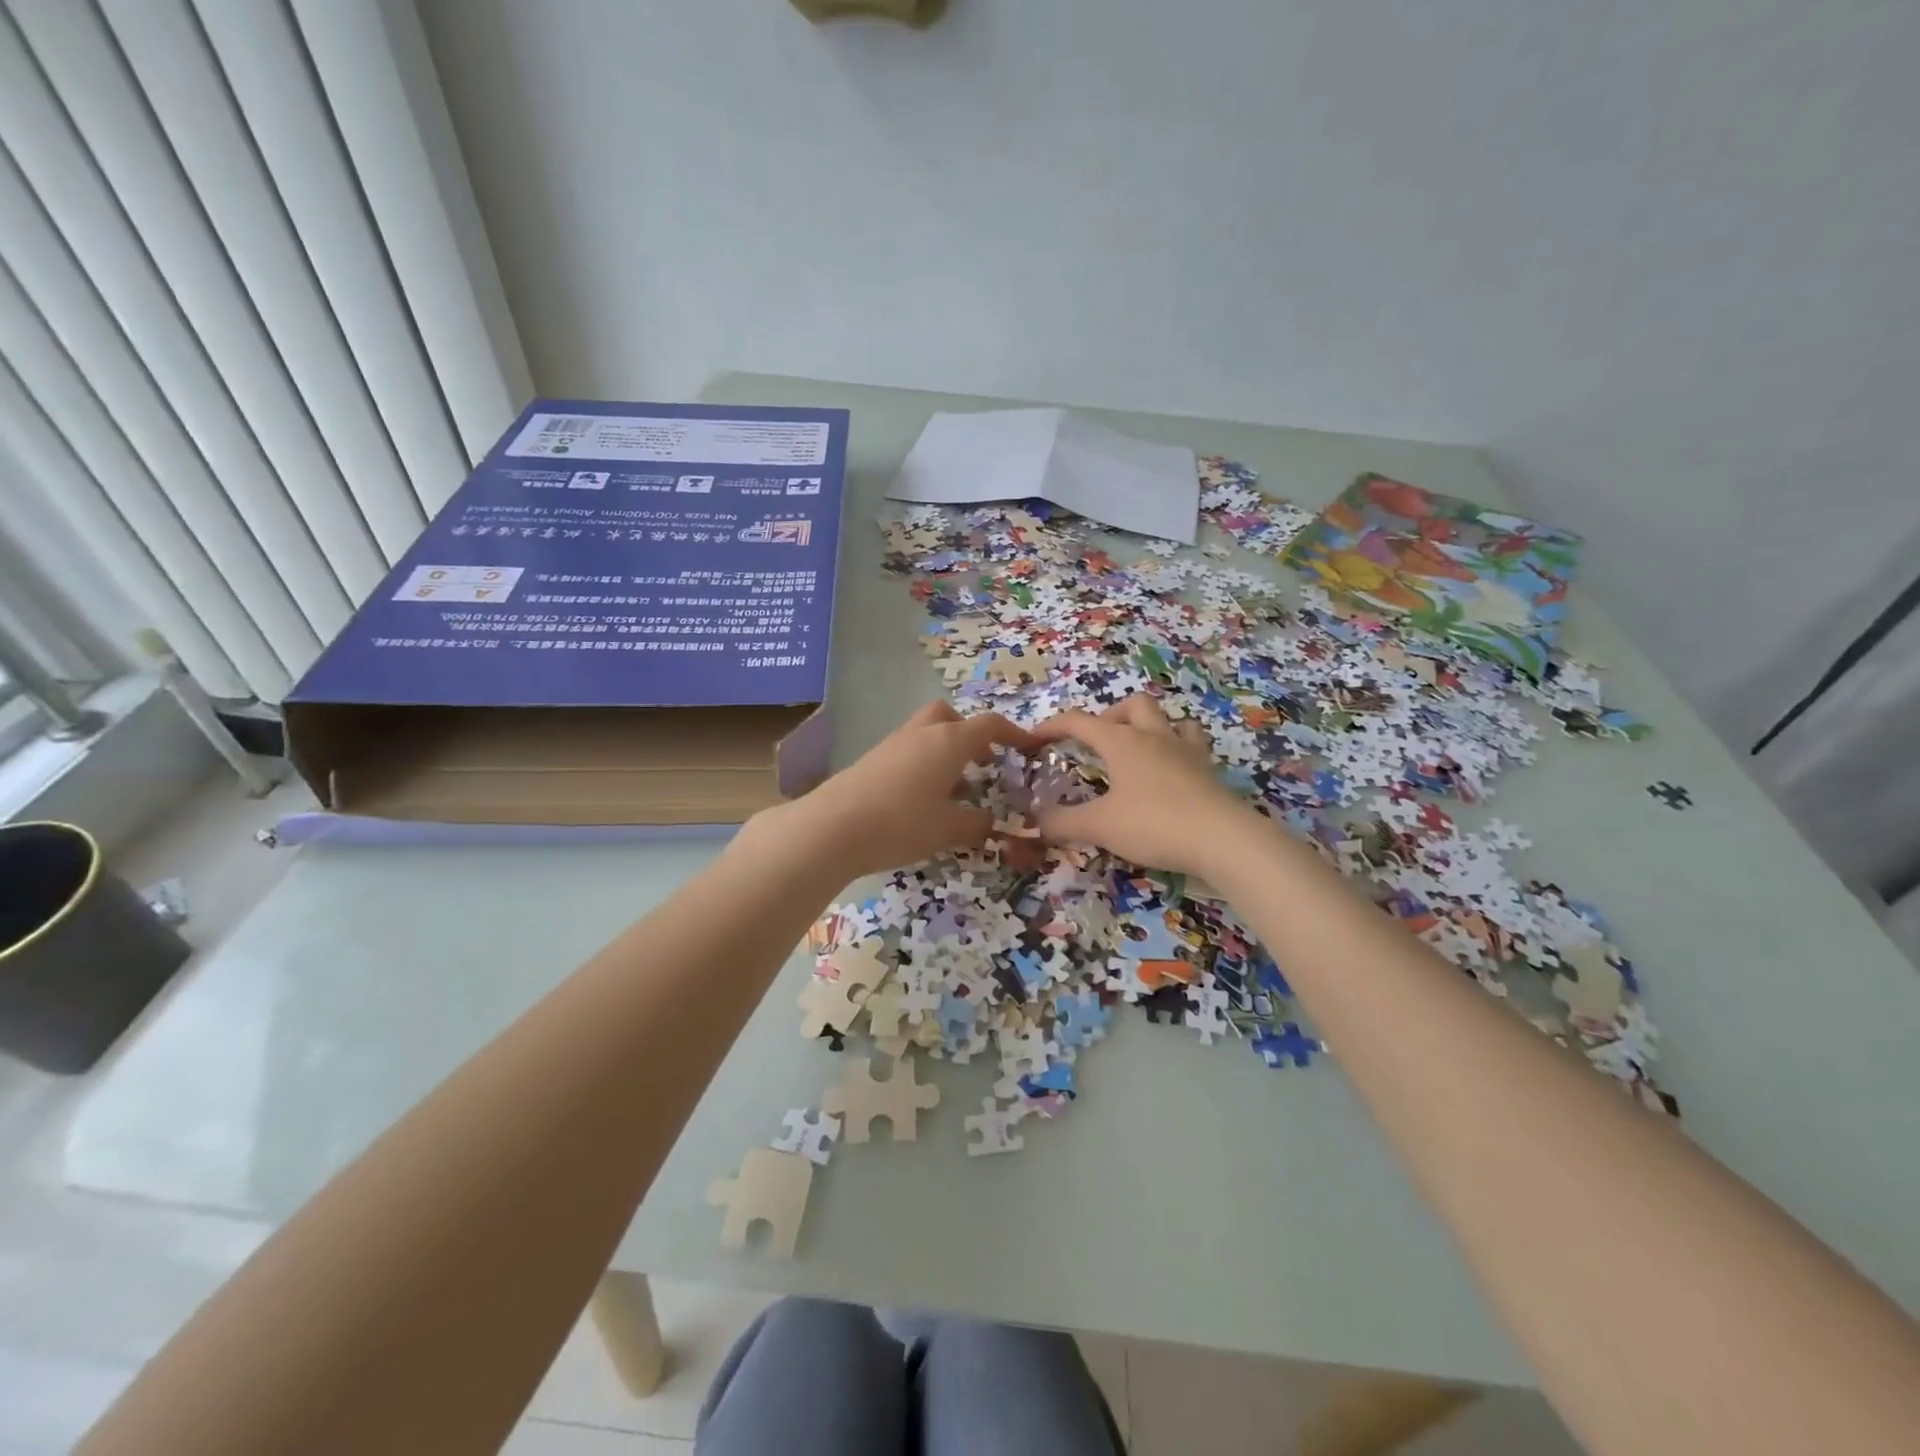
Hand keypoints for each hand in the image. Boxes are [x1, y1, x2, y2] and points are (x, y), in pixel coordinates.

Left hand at [770, 701, 1036, 878]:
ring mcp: (893, 744)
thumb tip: (990, 821)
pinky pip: (908, 751)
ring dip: (945, 750)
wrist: (833, 827)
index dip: (1013, 734)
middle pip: (950, 716)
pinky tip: (921, 799)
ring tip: (954, 788)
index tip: (1028, 748)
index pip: (989, 725)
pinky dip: (923, 764)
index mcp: (949, 741)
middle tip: (982, 762)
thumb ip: (976, 823)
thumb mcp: (949, 829)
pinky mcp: (871, 760)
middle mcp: (921, 733)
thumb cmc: (902, 823)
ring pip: (926, 733)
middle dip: (969, 733)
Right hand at [1029, 694, 1254, 876]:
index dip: (1052, 727)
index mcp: (1122, 742)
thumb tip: (1036, 821)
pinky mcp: (1209, 771)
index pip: (1079, 722)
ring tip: (1138, 751)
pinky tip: (1172, 771)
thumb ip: (1063, 823)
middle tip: (1099, 743)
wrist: (1223, 839)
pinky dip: (1177, 749)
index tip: (1033, 739)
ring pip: (1168, 719)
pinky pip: (1192, 745)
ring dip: (1149, 726)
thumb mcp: (1099, 826)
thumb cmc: (1153, 823)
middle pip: (1133, 705)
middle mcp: (1154, 737)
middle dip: (1111, 716)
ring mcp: (1186, 751)